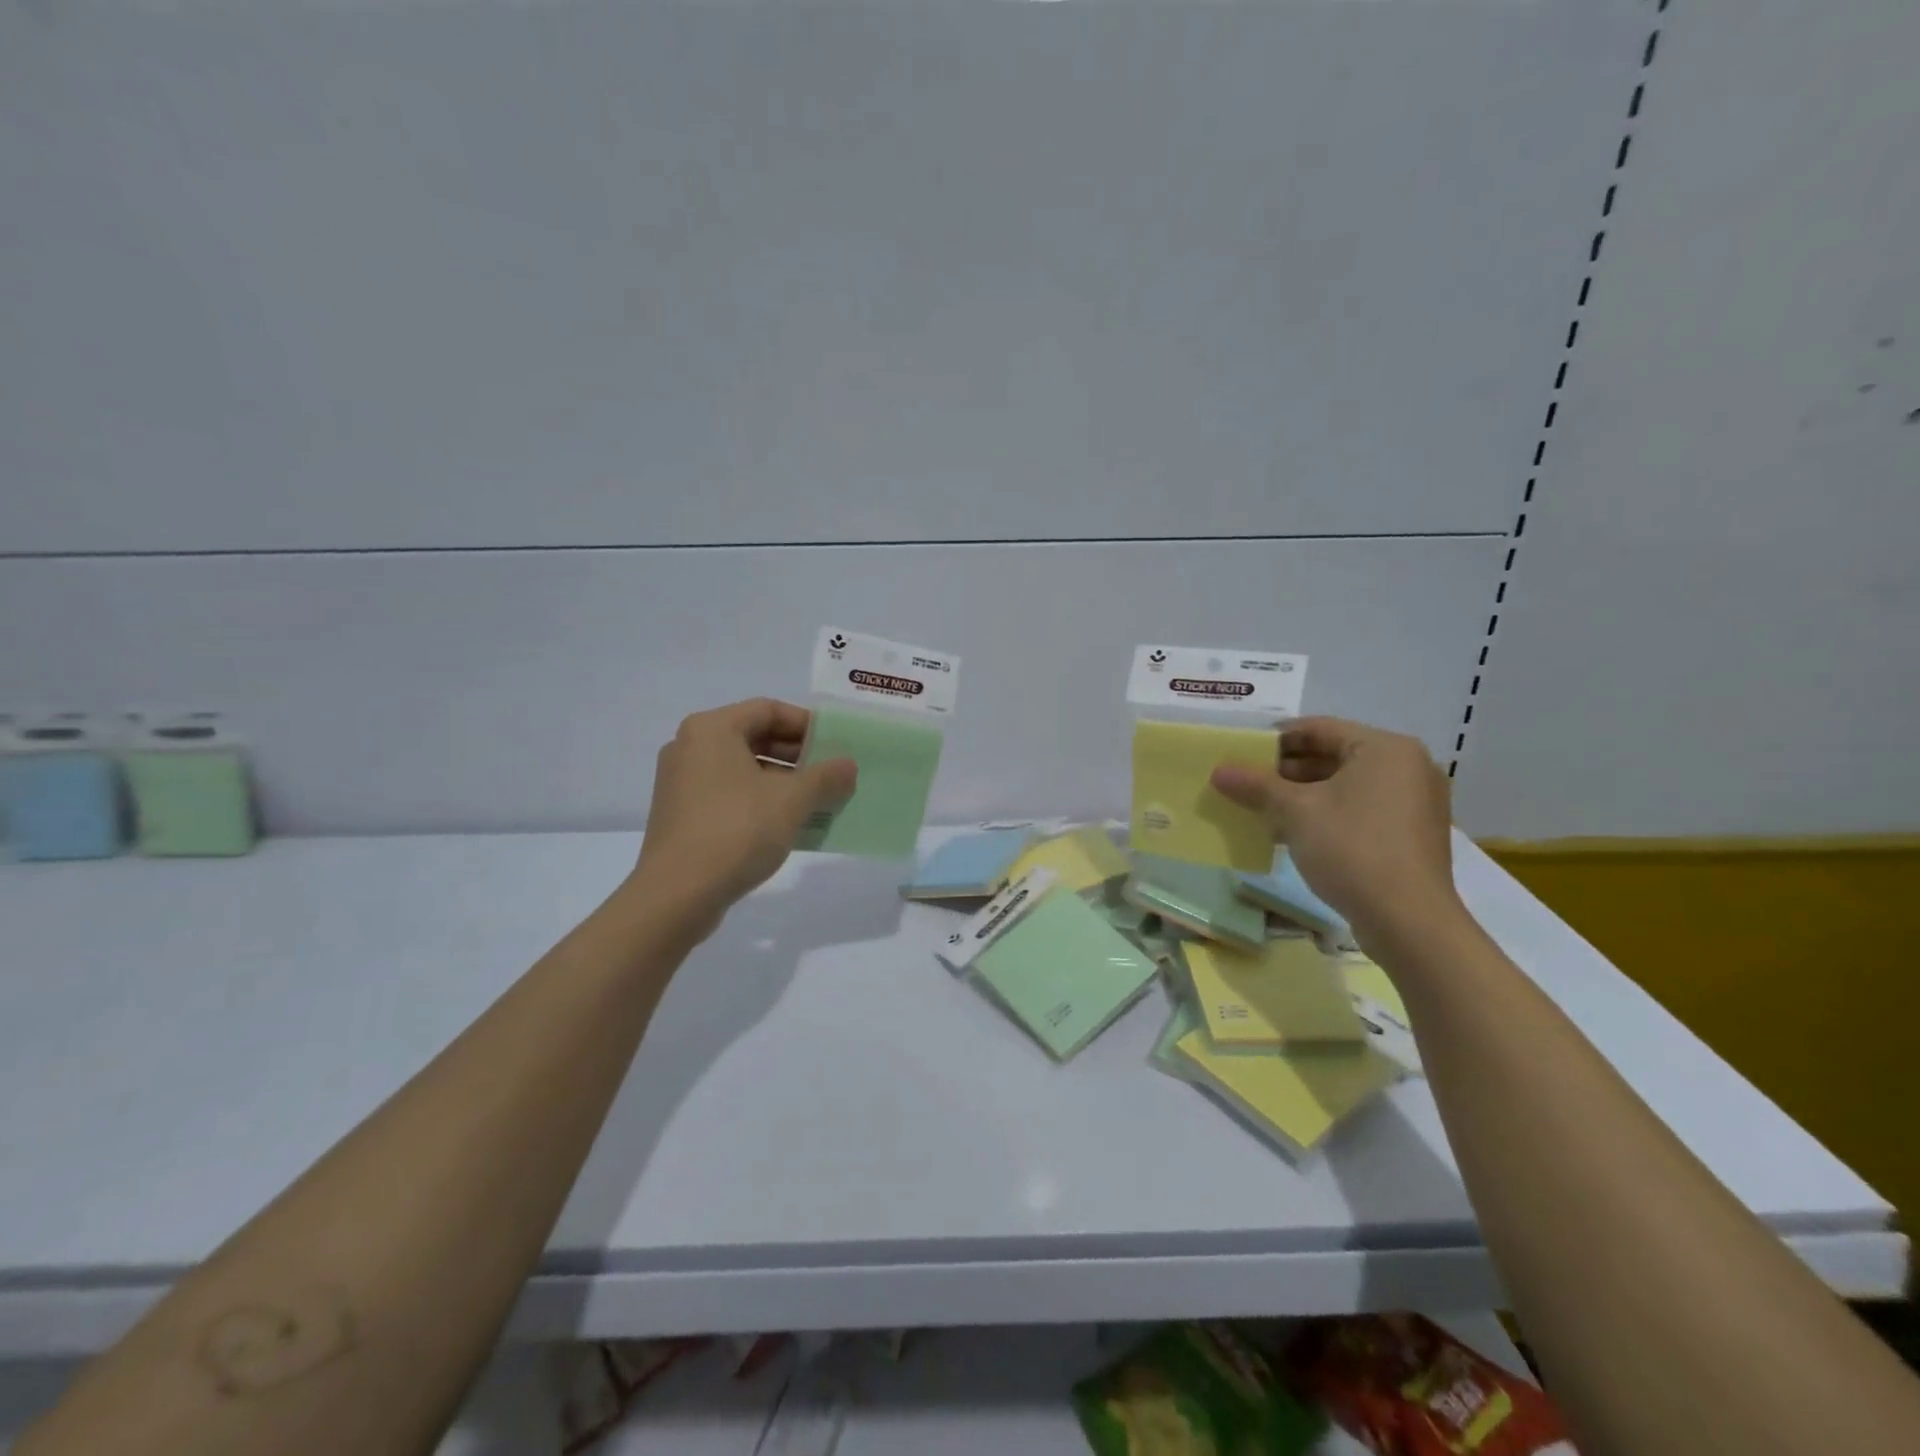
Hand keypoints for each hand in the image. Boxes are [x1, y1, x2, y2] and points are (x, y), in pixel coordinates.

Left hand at [629, 698, 856, 933]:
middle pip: (755, 738)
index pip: (768, 709)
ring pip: (744, 770)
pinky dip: (761, 802)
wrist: (677, 895)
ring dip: (784, 782)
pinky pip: (730, 795)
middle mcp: (691, 747)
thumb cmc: (736, 831)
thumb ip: (826, 776)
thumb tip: (848, 766)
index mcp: (711, 729)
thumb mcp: (792, 800)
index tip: (836, 745)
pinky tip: (790, 825)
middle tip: (832, 775)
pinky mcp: (682, 815)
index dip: (807, 724)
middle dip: (798, 756)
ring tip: (818, 802)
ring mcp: (682, 783)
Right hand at [1210, 716, 1462, 947]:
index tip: (1239, 753)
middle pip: (1332, 756)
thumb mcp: (1295, 812)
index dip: (1274, 739)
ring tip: (1259, 809)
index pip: (1318, 729)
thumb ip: (1255, 785)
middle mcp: (1406, 767)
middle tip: (1245, 783)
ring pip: (1344, 786)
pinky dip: (1324, 815)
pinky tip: (1289, 833)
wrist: (1408, 921)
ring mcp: (1413, 803)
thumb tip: (1218, 771)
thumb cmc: (1352, 848)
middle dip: (1285, 771)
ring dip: (1300, 796)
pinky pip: (1359, 810)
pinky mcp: (1409, 835)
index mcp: (1385, 748)